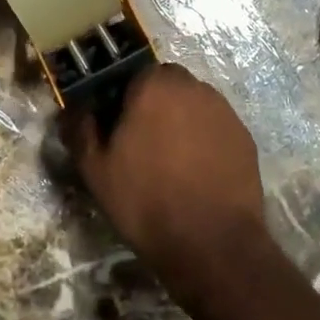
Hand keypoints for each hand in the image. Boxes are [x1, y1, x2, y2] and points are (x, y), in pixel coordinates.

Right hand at [64, 63, 272, 304]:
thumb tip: (75, 108)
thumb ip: (81, 129)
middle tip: (142, 144)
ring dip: (181, 121)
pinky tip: (197, 174)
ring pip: (193, 104)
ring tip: (171, 162)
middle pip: (166, 86)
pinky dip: (205, 141)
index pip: (133, 75)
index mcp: (154, 85)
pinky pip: (215, 128)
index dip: (123, 99)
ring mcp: (223, 111)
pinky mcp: (244, 136)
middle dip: (154, 105)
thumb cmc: (146, 200)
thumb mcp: (96, 170)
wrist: (212, 244)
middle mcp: (192, 87)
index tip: (116, 128)